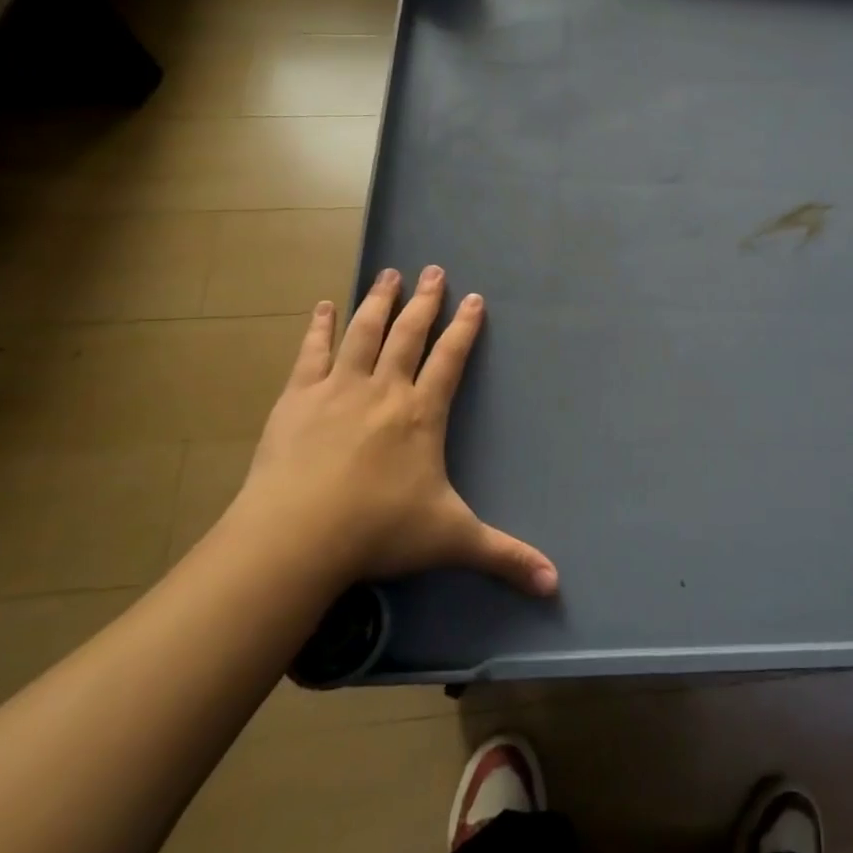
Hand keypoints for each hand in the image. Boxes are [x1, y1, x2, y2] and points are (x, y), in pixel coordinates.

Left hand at [218, 267, 558, 599]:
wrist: (297, 536)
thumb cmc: (379, 531)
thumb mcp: (451, 540)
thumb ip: (504, 556)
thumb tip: (555, 584)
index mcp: (422, 414)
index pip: (450, 359)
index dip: (464, 327)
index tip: (474, 298)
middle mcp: (385, 389)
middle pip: (408, 333)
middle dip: (424, 300)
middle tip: (432, 268)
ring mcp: (339, 388)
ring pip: (364, 331)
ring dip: (378, 300)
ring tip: (388, 272)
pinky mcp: (298, 398)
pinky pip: (312, 352)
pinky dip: (319, 326)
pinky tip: (322, 306)